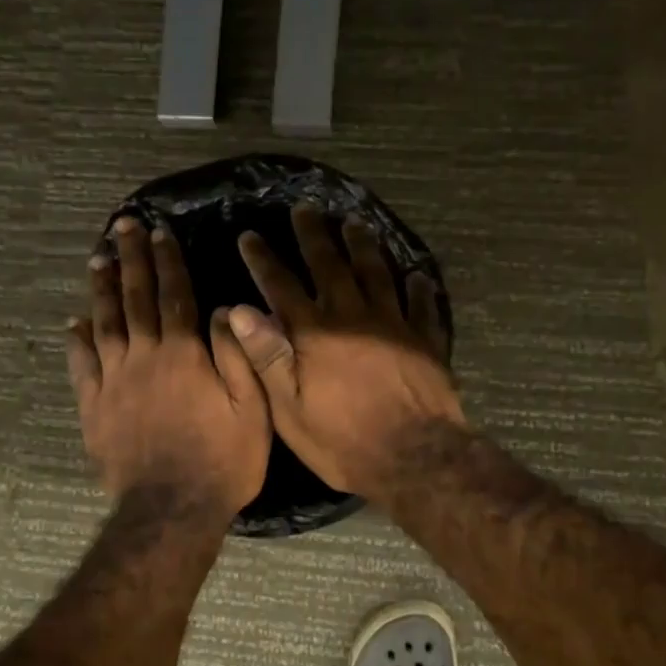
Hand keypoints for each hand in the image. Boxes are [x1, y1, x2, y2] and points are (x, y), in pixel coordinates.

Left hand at [66, 216, 271, 518]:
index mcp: (183, 354)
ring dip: (101, 288)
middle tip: (122, 226)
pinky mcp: (93, 407)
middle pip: (135, 298)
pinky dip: (77, 340)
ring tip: (98, 259)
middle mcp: (143, 357)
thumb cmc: (223, 460)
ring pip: (104, 323)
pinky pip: (81, 365)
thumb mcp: (251, 409)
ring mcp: (113, 381)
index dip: (168, 260)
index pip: (174, 295)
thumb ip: (237, 355)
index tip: (159, 231)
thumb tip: (223, 309)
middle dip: (130, 259)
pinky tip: (74, 322)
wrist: (171, 511)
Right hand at [227, 205, 463, 503]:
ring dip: (363, 246)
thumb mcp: (290, 408)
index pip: (281, 286)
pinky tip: (417, 274)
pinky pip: (422, 305)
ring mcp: (394, 324)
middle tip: (305, 208)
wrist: (414, 457)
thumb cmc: (343, 440)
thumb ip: (266, 356)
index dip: (263, 260)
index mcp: (315, 333)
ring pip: (377, 273)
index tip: (250, 236)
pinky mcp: (426, 340)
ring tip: (354, 223)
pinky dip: (419, 288)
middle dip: (314, 235)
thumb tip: (239, 310)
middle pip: (331, 265)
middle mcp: (353, 316)